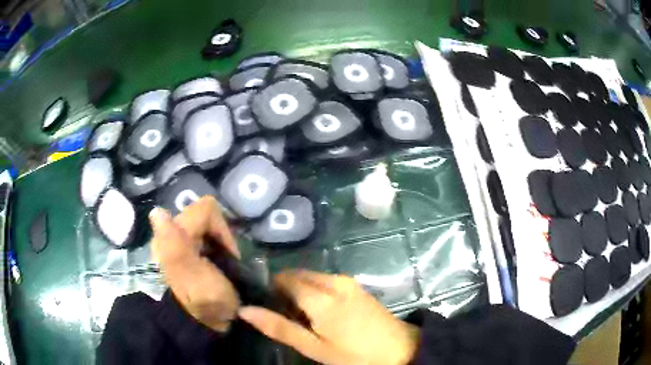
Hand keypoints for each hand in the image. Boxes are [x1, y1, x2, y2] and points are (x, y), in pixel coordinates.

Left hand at [149, 196, 239, 332]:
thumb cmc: (204, 304)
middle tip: (224, 261)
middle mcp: (169, 234)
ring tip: (219, 264)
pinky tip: (212, 264)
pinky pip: (199, 237)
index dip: (223, 229)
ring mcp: (174, 244)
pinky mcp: (180, 252)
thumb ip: (176, 247)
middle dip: (217, 235)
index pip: (206, 210)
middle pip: (201, 216)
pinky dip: (210, 246)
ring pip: (200, 227)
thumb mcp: (195, 279)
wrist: (198, 326)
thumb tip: (157, 212)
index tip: (227, 254)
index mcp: (172, 237)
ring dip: (214, 242)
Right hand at [237, 270, 419, 364]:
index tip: (270, 309)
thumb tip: (245, 309)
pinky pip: (326, 281)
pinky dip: (316, 291)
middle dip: (285, 291)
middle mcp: (333, 280)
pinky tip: (324, 313)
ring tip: (306, 319)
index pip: (283, 279)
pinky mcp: (356, 285)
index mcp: (320, 295)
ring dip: (301, 292)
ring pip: (311, 277)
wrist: (400, 349)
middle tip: (289, 318)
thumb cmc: (353, 354)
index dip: (271, 291)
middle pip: (297, 275)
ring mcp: (347, 281)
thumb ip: (279, 327)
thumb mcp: (314, 347)